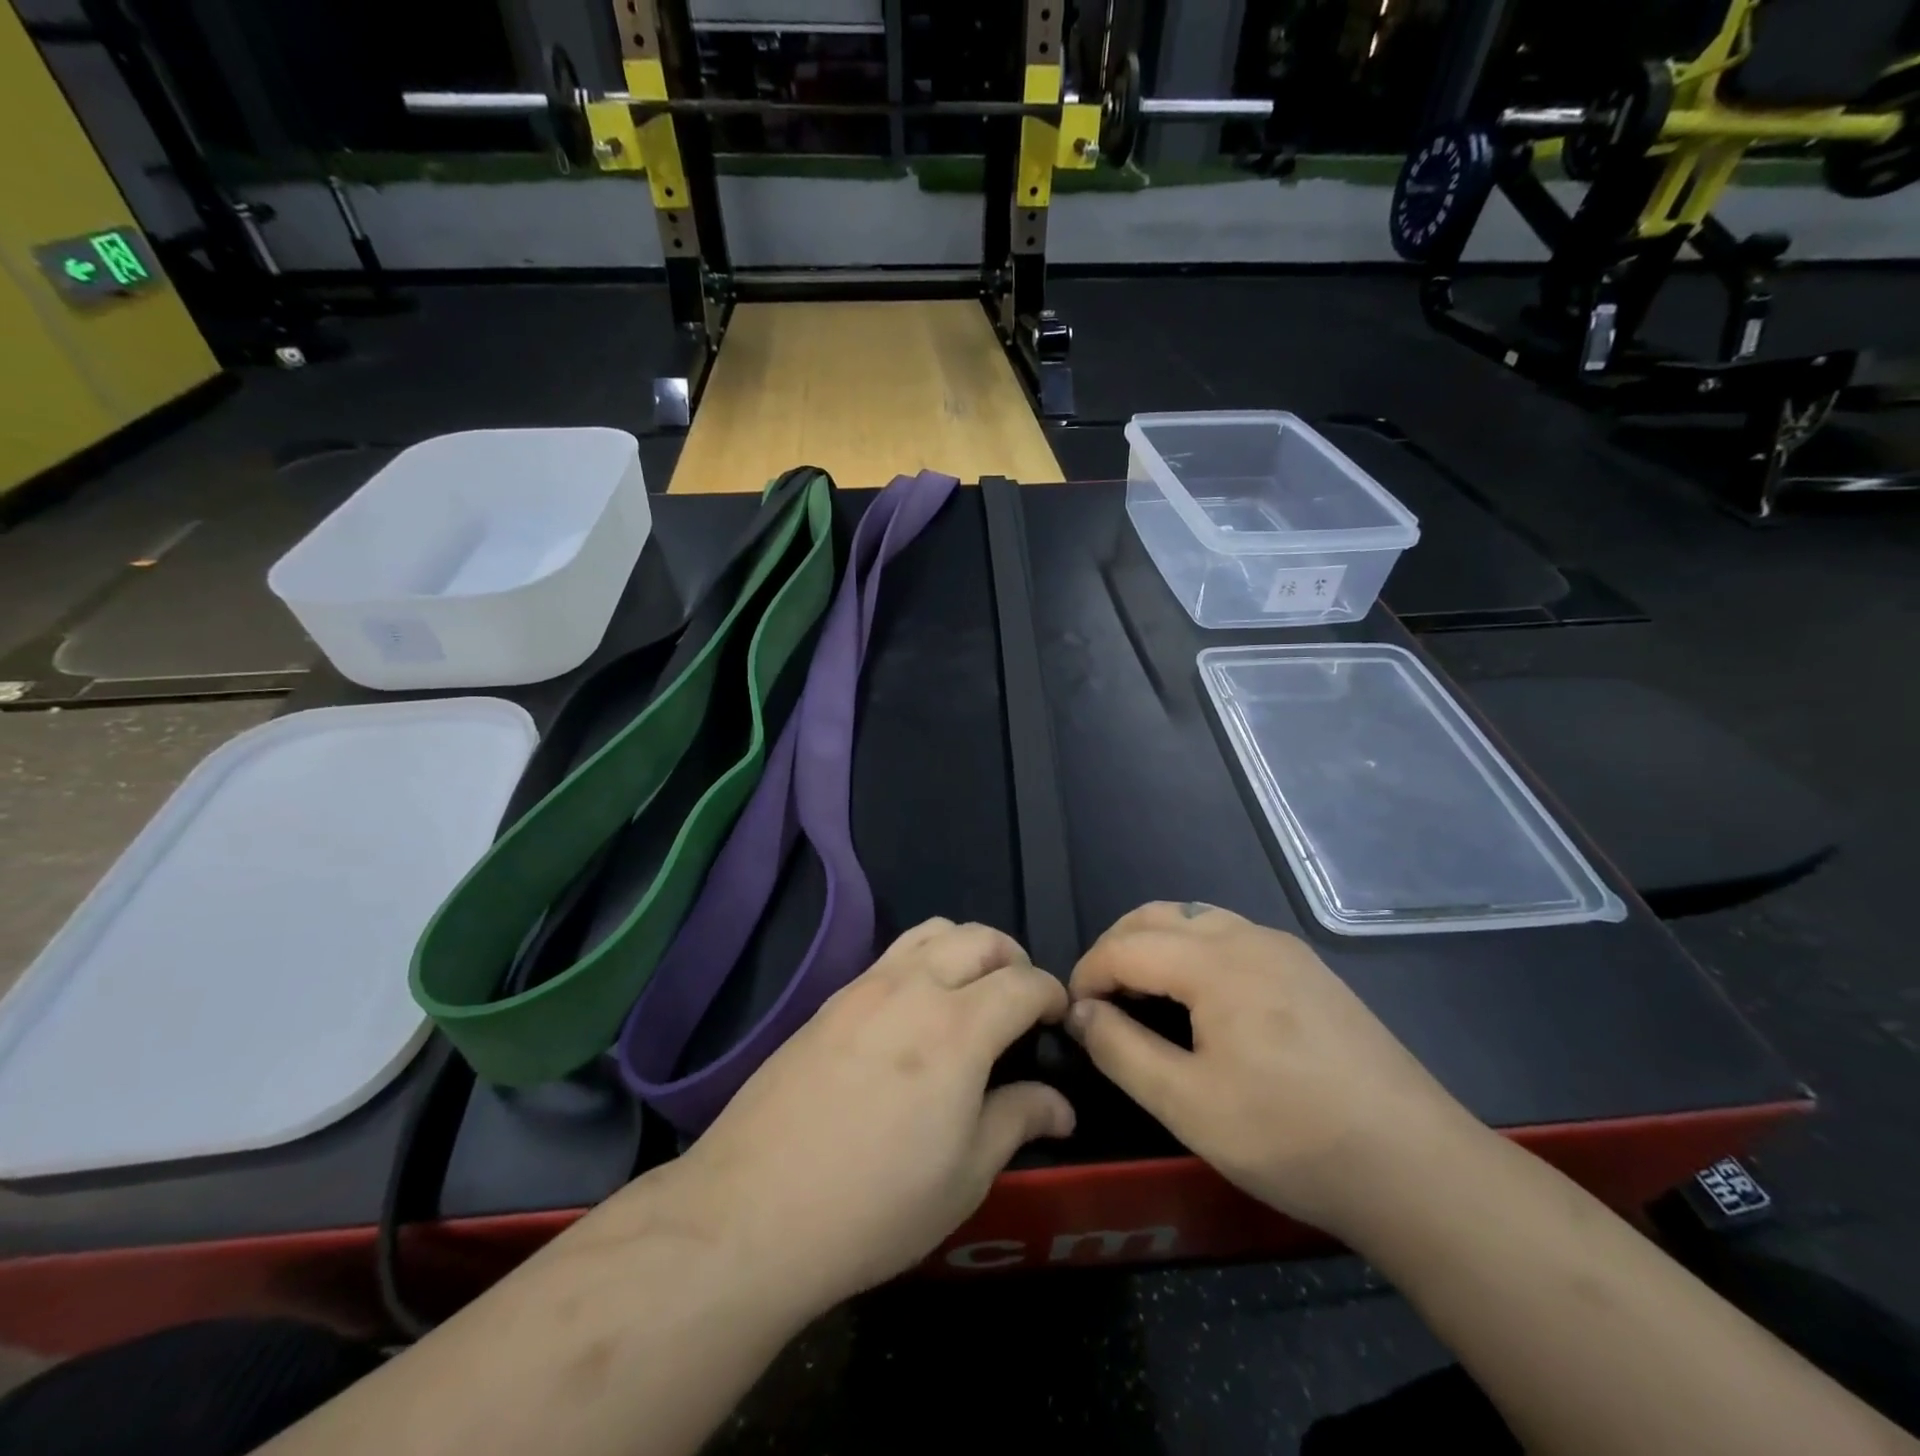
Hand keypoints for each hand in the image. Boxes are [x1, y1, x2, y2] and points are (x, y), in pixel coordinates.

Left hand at [653, 919, 1072, 1316]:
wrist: (753, 1211)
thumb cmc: (876, 1204)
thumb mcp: (965, 1176)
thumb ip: (1018, 1120)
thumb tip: (1061, 1104)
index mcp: (959, 1027)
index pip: (1024, 982)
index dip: (1052, 994)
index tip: (1058, 1020)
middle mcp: (914, 987)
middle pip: (979, 937)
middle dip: (1013, 959)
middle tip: (1020, 1002)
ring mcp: (865, 987)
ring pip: (932, 931)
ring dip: (966, 948)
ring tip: (971, 993)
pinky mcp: (830, 1000)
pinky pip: (892, 955)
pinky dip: (923, 962)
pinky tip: (915, 1014)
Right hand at [1065, 902, 1484, 1238]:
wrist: (1416, 1168)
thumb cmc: (1290, 1137)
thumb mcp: (1188, 1105)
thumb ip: (1121, 1049)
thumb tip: (1080, 1012)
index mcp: (1215, 962)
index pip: (1126, 946)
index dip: (1087, 974)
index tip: (1070, 1015)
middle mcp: (1248, 937)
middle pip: (1158, 916)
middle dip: (1116, 948)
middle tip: (1099, 999)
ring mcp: (1285, 949)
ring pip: (1197, 919)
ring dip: (1155, 944)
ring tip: (1141, 995)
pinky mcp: (1309, 970)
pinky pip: (1231, 937)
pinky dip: (1193, 952)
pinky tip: (1200, 1001)